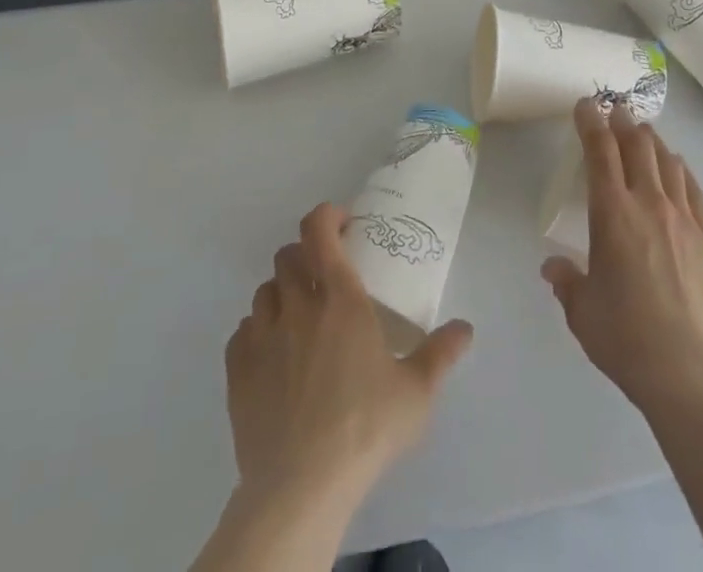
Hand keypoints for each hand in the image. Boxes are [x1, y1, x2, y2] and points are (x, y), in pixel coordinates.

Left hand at [225, 203, 474, 510]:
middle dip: (306, 257)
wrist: (300, 487)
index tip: (344, 225)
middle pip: (288, 255)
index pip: (319, 229)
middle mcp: (298, 305)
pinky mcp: (237, 369)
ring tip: (299, 320)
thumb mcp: (416, 391)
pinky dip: (257, 332)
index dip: (327, 216)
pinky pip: (242, 331)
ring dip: (281, 294)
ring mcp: (262, 335)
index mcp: (340, 298)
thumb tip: (465, 328)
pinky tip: (273, 356)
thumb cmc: (365, 428)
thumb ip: (441, 353)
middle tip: (325, 279)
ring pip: (264, 290)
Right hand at [542, 99, 702, 414]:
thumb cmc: (626, 338)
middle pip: (637, 145)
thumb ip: (567, 281)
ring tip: (643, 133)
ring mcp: (683, 218)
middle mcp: (648, 203)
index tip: (585, 105)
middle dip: (623, 122)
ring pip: (667, 160)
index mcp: (612, 213)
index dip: (591, 122)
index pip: (600, 151)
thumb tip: (553, 266)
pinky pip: (693, 188)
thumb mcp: (582, 311)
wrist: (691, 371)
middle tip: (615, 110)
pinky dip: (681, 169)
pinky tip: (677, 168)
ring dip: (652, 141)